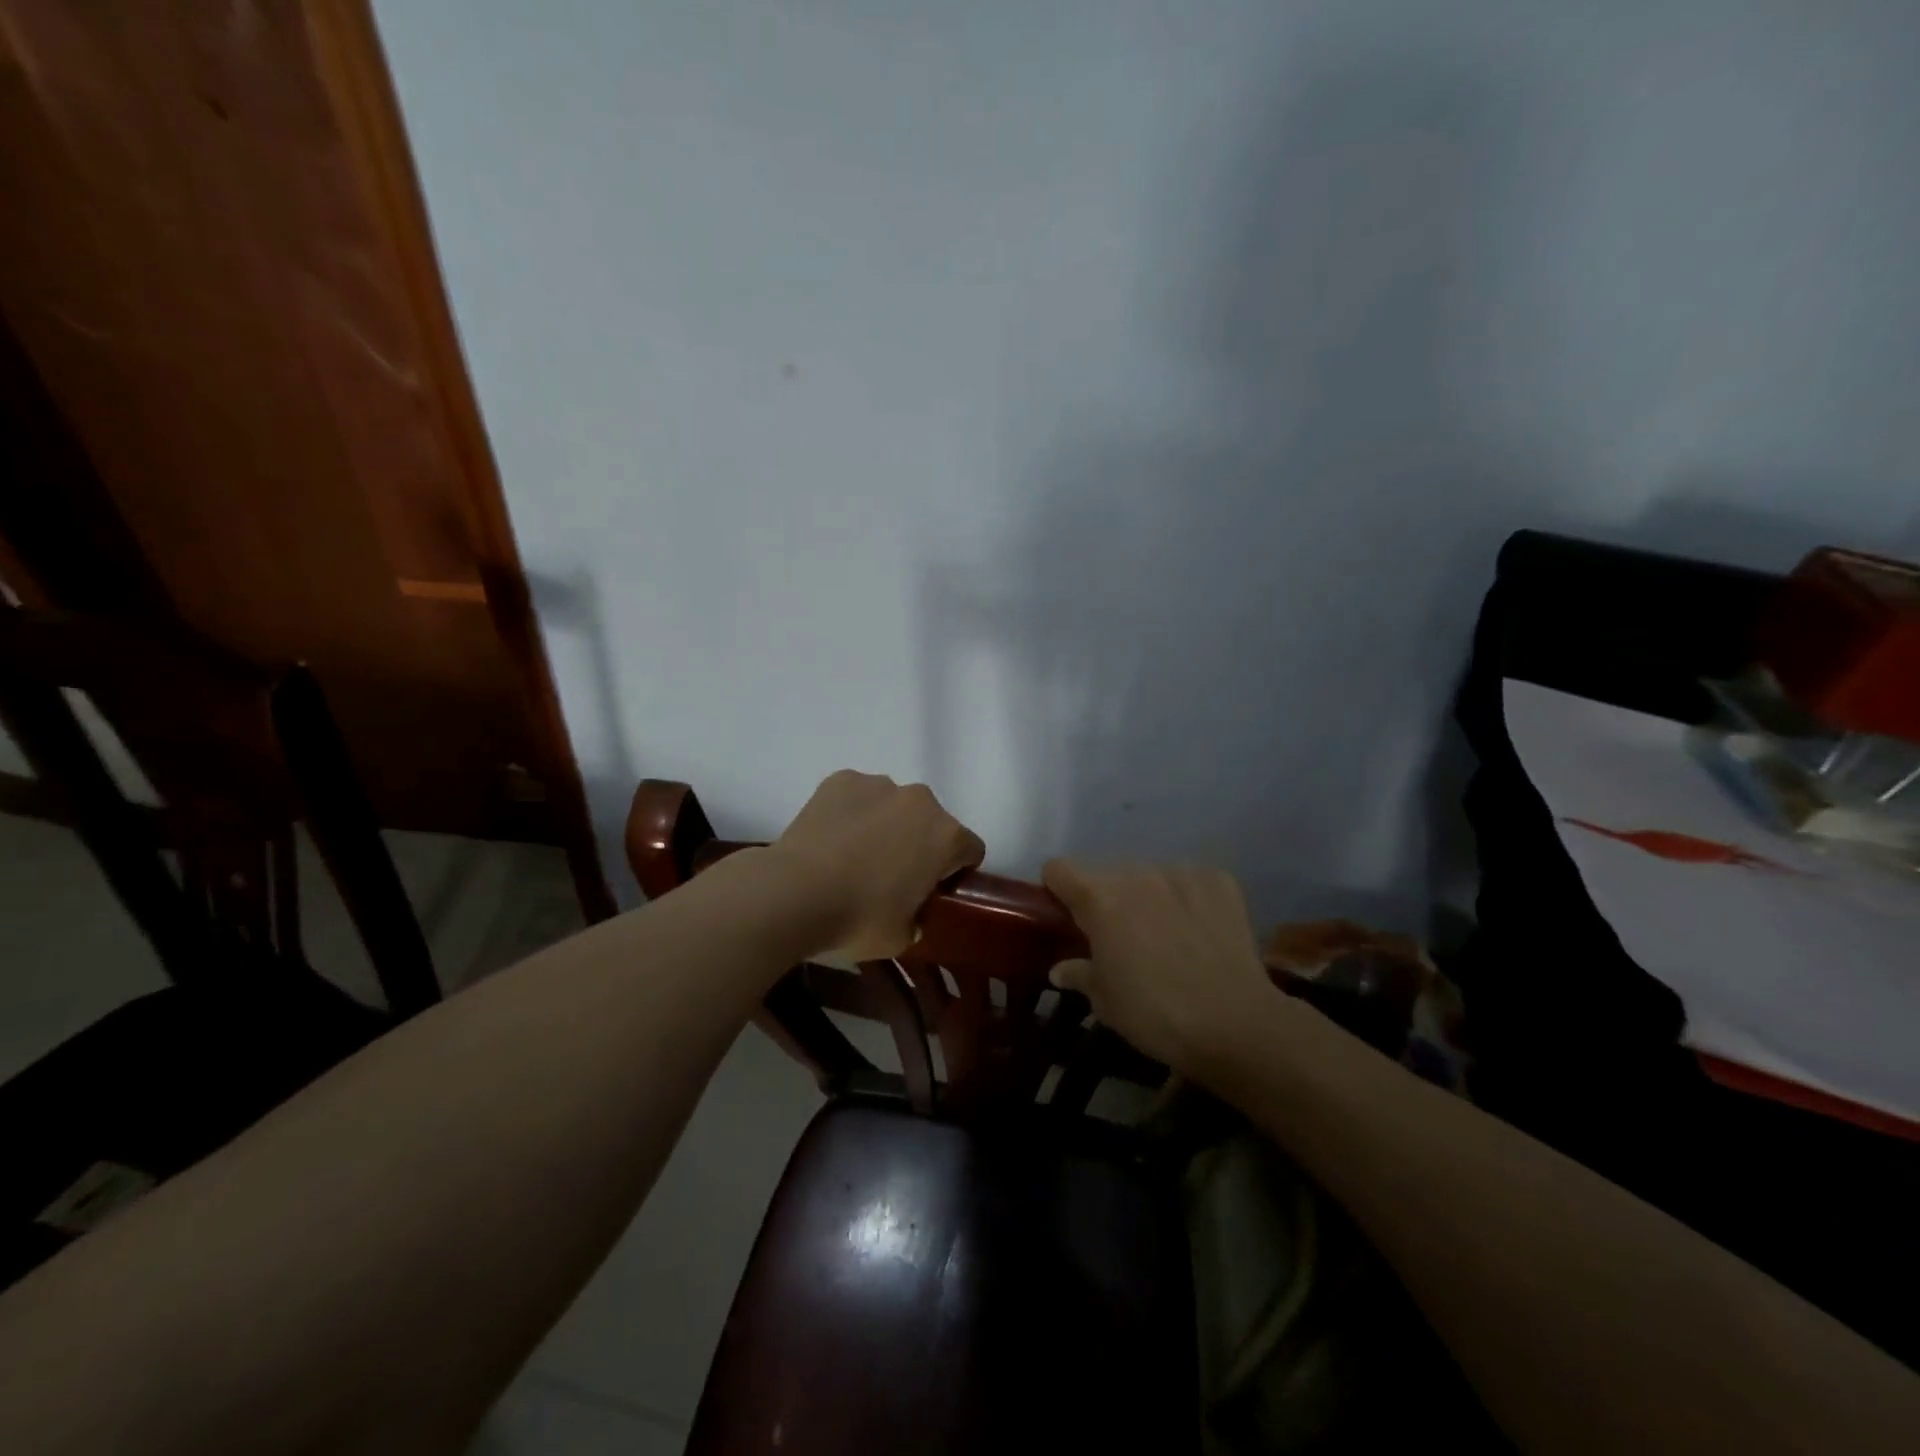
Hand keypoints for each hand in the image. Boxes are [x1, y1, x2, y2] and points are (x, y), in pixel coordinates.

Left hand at [770, 771, 984, 958]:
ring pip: (893, 805)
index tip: (933, 889)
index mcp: (946, 836)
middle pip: (932, 821)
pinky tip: (830, 839)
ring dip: (884, 824)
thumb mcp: (902, 937)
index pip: (970, 849)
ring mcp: (878, 785)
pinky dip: (850, 812)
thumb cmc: (858, 918)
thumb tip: (912, 915)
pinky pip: (857, 796)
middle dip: (919, 842)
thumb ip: (918, 919)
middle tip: (890, 875)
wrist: (794, 892)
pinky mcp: (841, 779)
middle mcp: (920, 801)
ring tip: (853, 855)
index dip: (955, 871)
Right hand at [1043, 860, 1275, 1072]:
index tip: (1067, 916)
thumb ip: (1079, 974)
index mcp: (1100, 898)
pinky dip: (1188, 899)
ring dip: (1148, 898)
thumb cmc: (1155, 1014)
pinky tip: (1200, 931)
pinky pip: (1191, 881)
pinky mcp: (1218, 880)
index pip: (1058, 869)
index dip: (1057, 890)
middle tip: (1120, 938)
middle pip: (1107, 875)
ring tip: (1166, 936)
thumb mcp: (1105, 1002)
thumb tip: (1060, 969)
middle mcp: (1137, 874)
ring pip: (1150, 876)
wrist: (1235, 1024)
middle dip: (1107, 900)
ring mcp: (1181, 873)